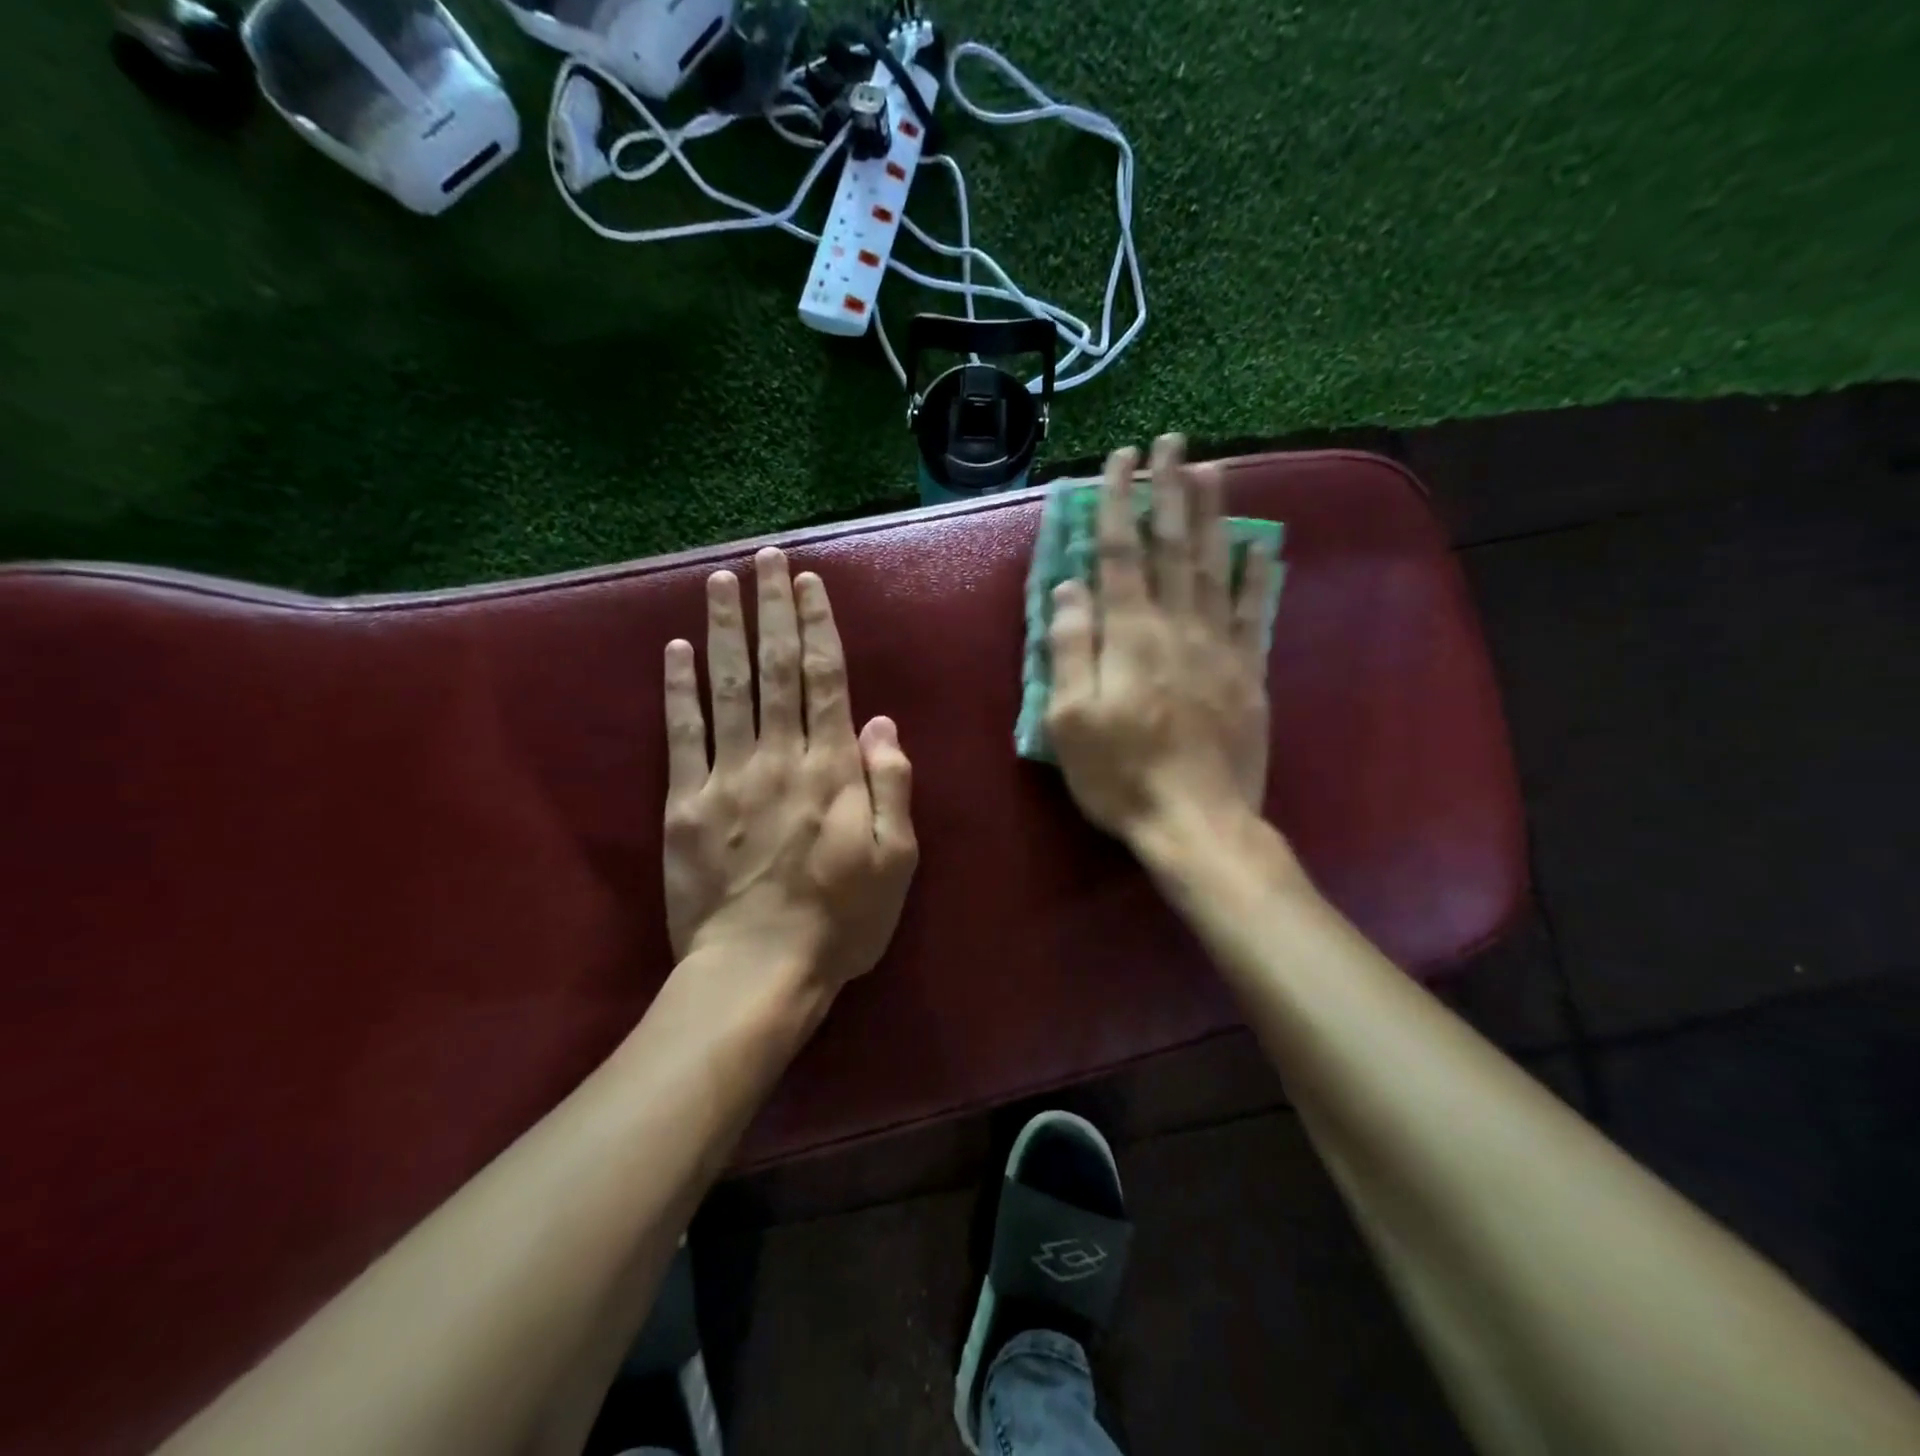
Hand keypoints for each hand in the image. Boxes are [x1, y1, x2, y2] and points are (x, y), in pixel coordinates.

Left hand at [662, 548, 917, 997]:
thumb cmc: (842, 919)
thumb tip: (881, 722)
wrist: (759, 971)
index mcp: (833, 769)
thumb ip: (891, 786)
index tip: (810, 582)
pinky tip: (675, 648)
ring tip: (722, 580)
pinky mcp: (686, 804)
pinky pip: (681, 735)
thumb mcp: (897, 860)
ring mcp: (728, 777)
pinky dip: (678, 689)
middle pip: (775, 668)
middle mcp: (780, 757)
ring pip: (727, 687)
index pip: (825, 679)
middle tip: (768, 558)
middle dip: (773, 608)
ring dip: (725, 629)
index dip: (818, 626)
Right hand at [1046, 434, 1277, 844]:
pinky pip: (1256, 612)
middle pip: (1173, 545)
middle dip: (1169, 489)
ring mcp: (1220, 646)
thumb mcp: (1070, 721)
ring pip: (1216, 565)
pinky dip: (1259, 575)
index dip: (1116, 503)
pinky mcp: (1249, 672)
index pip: (1119, 553)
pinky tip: (1262, 544)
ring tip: (1210, 468)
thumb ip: (1070, 649)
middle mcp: (1177, 626)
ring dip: (1212, 513)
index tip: (1118, 460)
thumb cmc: (1121, 775)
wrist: (1198, 821)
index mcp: (1130, 636)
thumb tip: (1069, 586)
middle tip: (1171, 441)